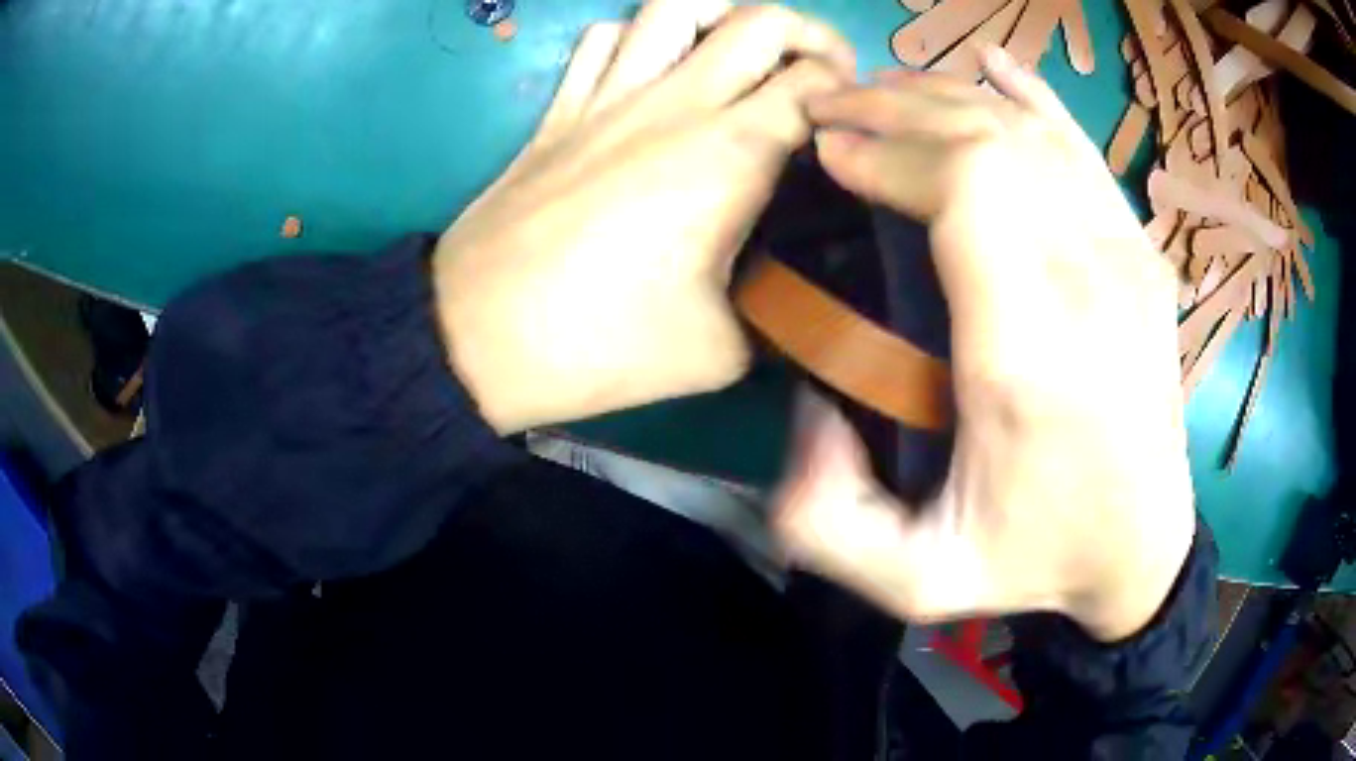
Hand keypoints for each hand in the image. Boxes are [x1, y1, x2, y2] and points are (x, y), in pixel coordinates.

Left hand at [432, 0, 854, 433]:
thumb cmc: (600, 345)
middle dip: (808, 35)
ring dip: (724, 15)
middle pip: (758, 20)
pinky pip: (604, 38)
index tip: (852, 126)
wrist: (479, 337)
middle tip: (820, 74)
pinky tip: (652, 66)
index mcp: (728, 154)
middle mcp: (674, 103)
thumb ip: (776, 310)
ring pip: (675, 7)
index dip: (847, 95)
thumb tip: (796, 293)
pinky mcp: (560, 109)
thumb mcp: (720, 351)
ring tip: (742, 49)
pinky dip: (640, 36)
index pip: (813, 84)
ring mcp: (608, 97)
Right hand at [772, 49, 1195, 641]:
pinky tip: (990, 67)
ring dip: (947, 97)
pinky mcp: (1142, 254)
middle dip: (899, 106)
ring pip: (1032, 130)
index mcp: (1033, 352)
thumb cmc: (1035, 561)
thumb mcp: (912, 579)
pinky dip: (1030, 96)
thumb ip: (825, 516)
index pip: (966, 187)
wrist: (1140, 550)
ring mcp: (1127, 257)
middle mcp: (1090, 281)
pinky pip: (1081, 148)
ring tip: (885, 92)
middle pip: (993, 139)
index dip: (887, 148)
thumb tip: (807, 405)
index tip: (828, 149)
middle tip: (833, 108)